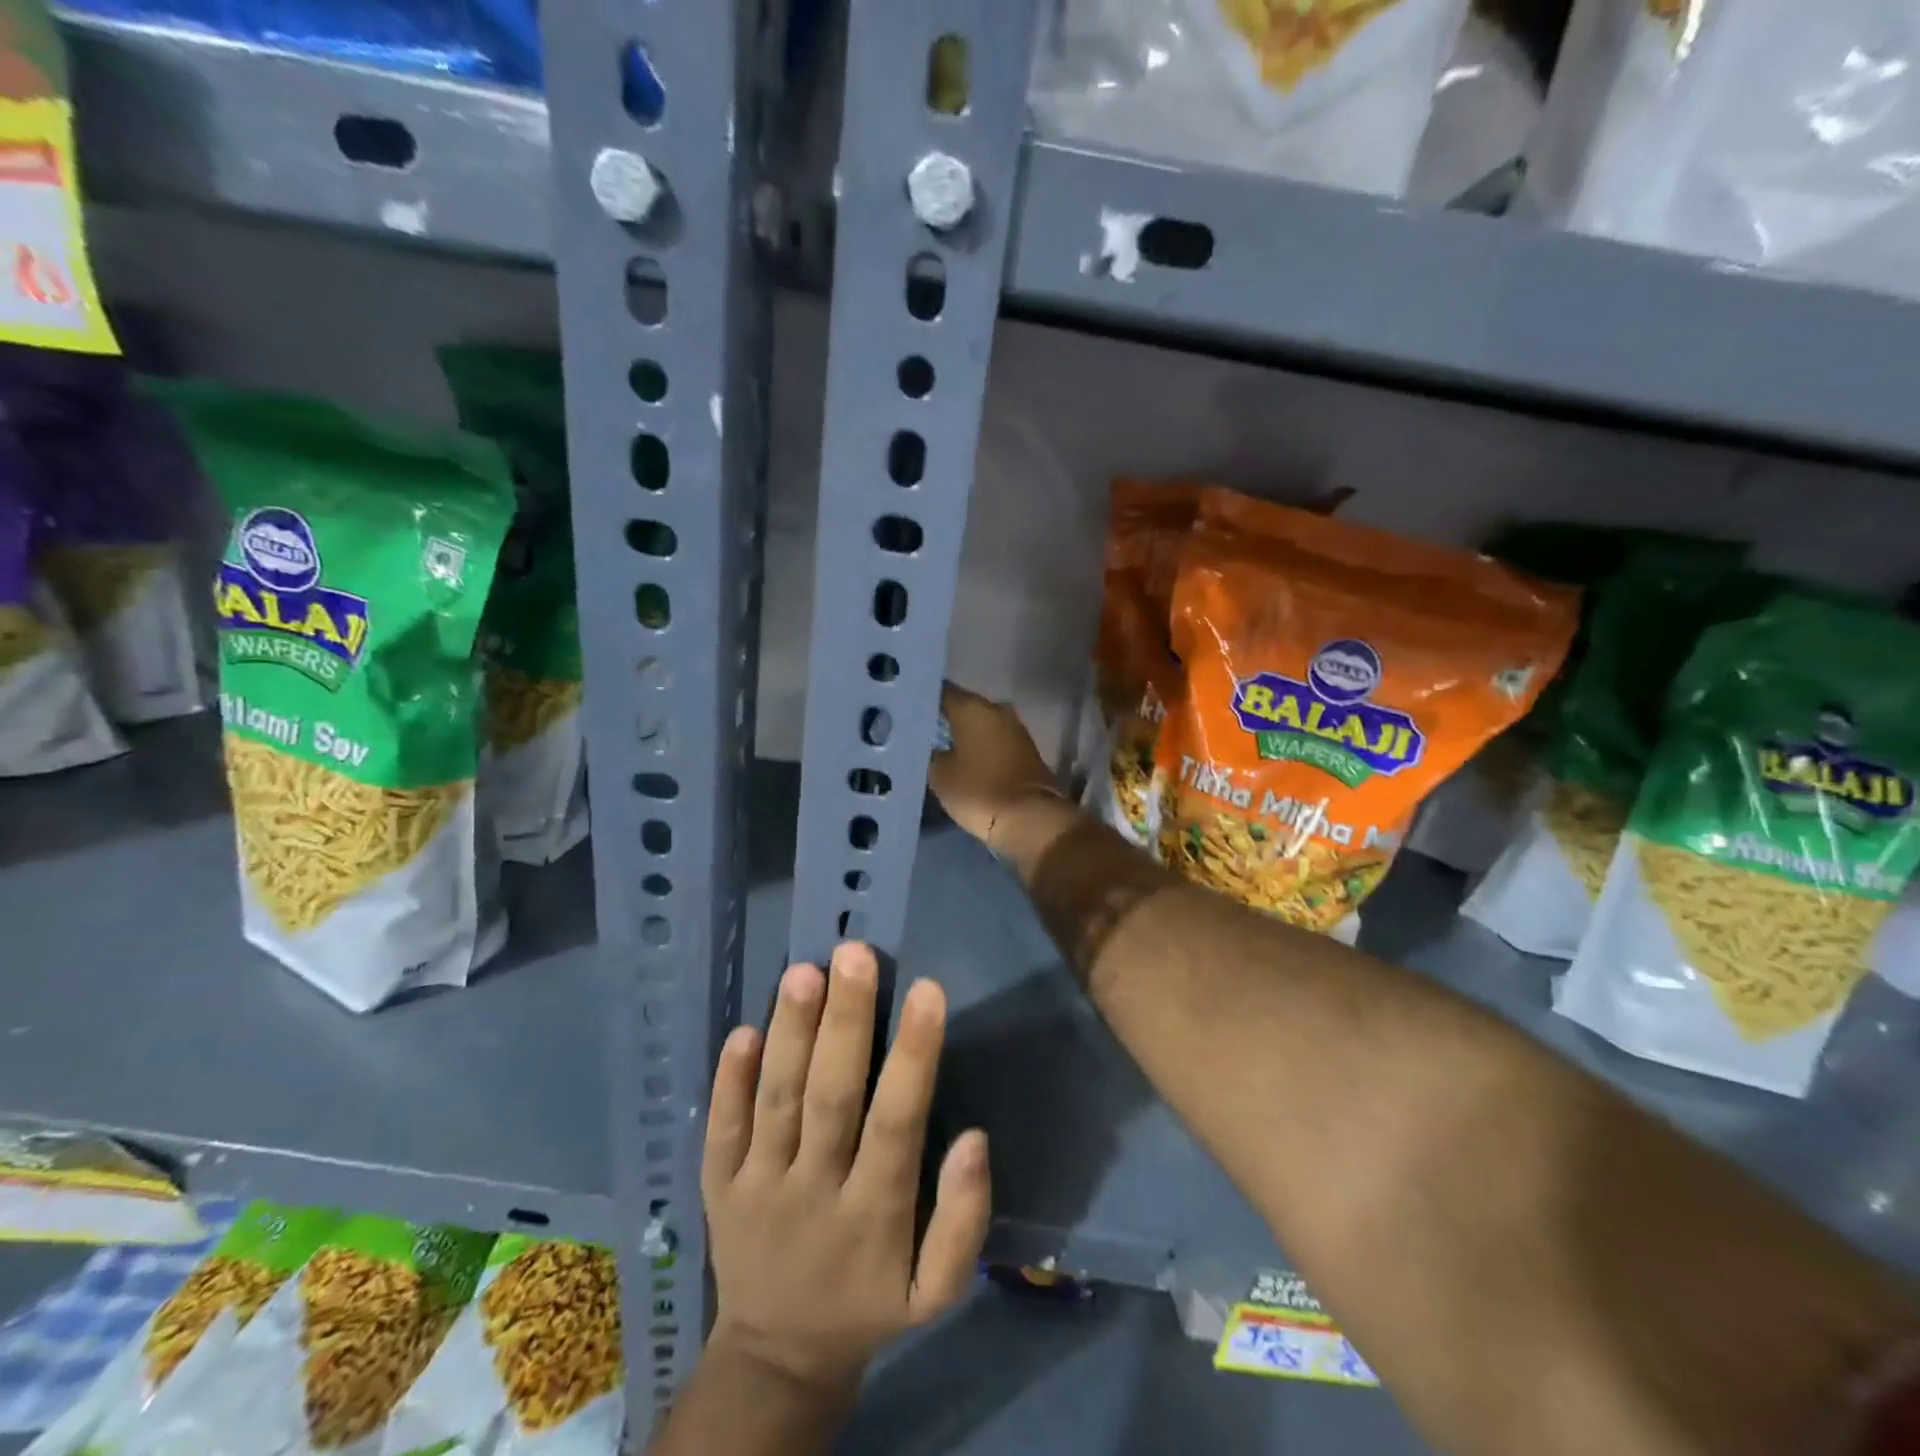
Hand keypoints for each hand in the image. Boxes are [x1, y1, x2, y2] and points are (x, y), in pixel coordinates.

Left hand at [701, 944, 990, 1398]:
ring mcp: (757, 1189)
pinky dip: (728, 1081)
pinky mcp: (717, 1188)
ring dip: (789, 1035)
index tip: (927, 989)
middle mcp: (813, 1194)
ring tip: (804, 971)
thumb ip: (961, 1220)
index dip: (912, 1056)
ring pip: (775, 1102)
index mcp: (874, 1217)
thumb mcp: (934, 1290)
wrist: (778, 1356)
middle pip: (830, 1099)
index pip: (897, 1124)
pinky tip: (743, 1030)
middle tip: (854, 954)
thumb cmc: (870, 1303)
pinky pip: (721, 1130)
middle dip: (844, 1023)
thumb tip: (974, 1139)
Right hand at [928, 683, 1055, 846]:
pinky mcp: (1027, 750)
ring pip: (983, 724)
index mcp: (972, 708)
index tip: (912, 710)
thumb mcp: (940, 775)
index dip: (927, 700)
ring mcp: (1016, 728)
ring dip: (967, 733)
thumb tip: (936, 748)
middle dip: (948, 717)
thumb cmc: (978, 790)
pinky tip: (969, 758)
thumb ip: (933, 754)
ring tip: (945, 745)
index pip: (943, 693)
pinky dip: (983, 747)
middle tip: (926, 729)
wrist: (1030, 817)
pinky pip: (997, 741)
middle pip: (966, 707)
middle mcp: (996, 709)